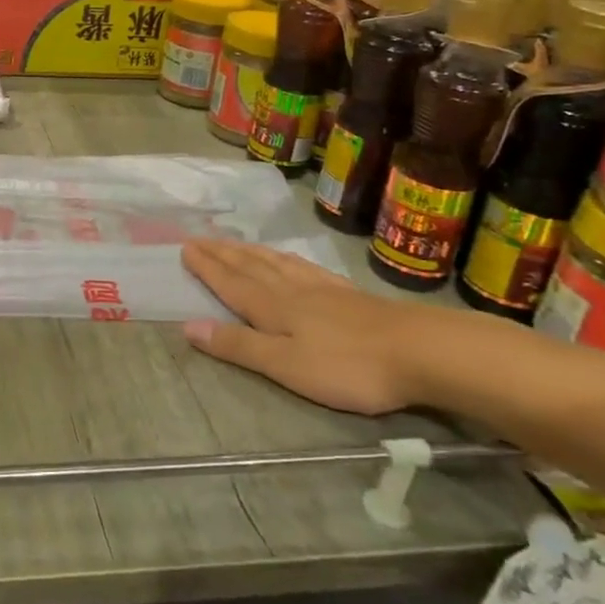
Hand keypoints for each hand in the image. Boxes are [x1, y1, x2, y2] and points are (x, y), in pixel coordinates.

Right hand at [180, 240, 444, 415]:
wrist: (419, 350)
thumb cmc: (347, 365)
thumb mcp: (285, 364)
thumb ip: (238, 346)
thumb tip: (188, 325)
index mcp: (272, 308)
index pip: (231, 283)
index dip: (207, 267)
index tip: (185, 247)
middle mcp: (291, 290)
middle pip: (250, 267)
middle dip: (223, 254)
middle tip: (200, 238)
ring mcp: (321, 289)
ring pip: (275, 263)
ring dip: (250, 252)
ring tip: (234, 243)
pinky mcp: (347, 293)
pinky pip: (304, 267)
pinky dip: (286, 259)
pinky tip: (289, 260)